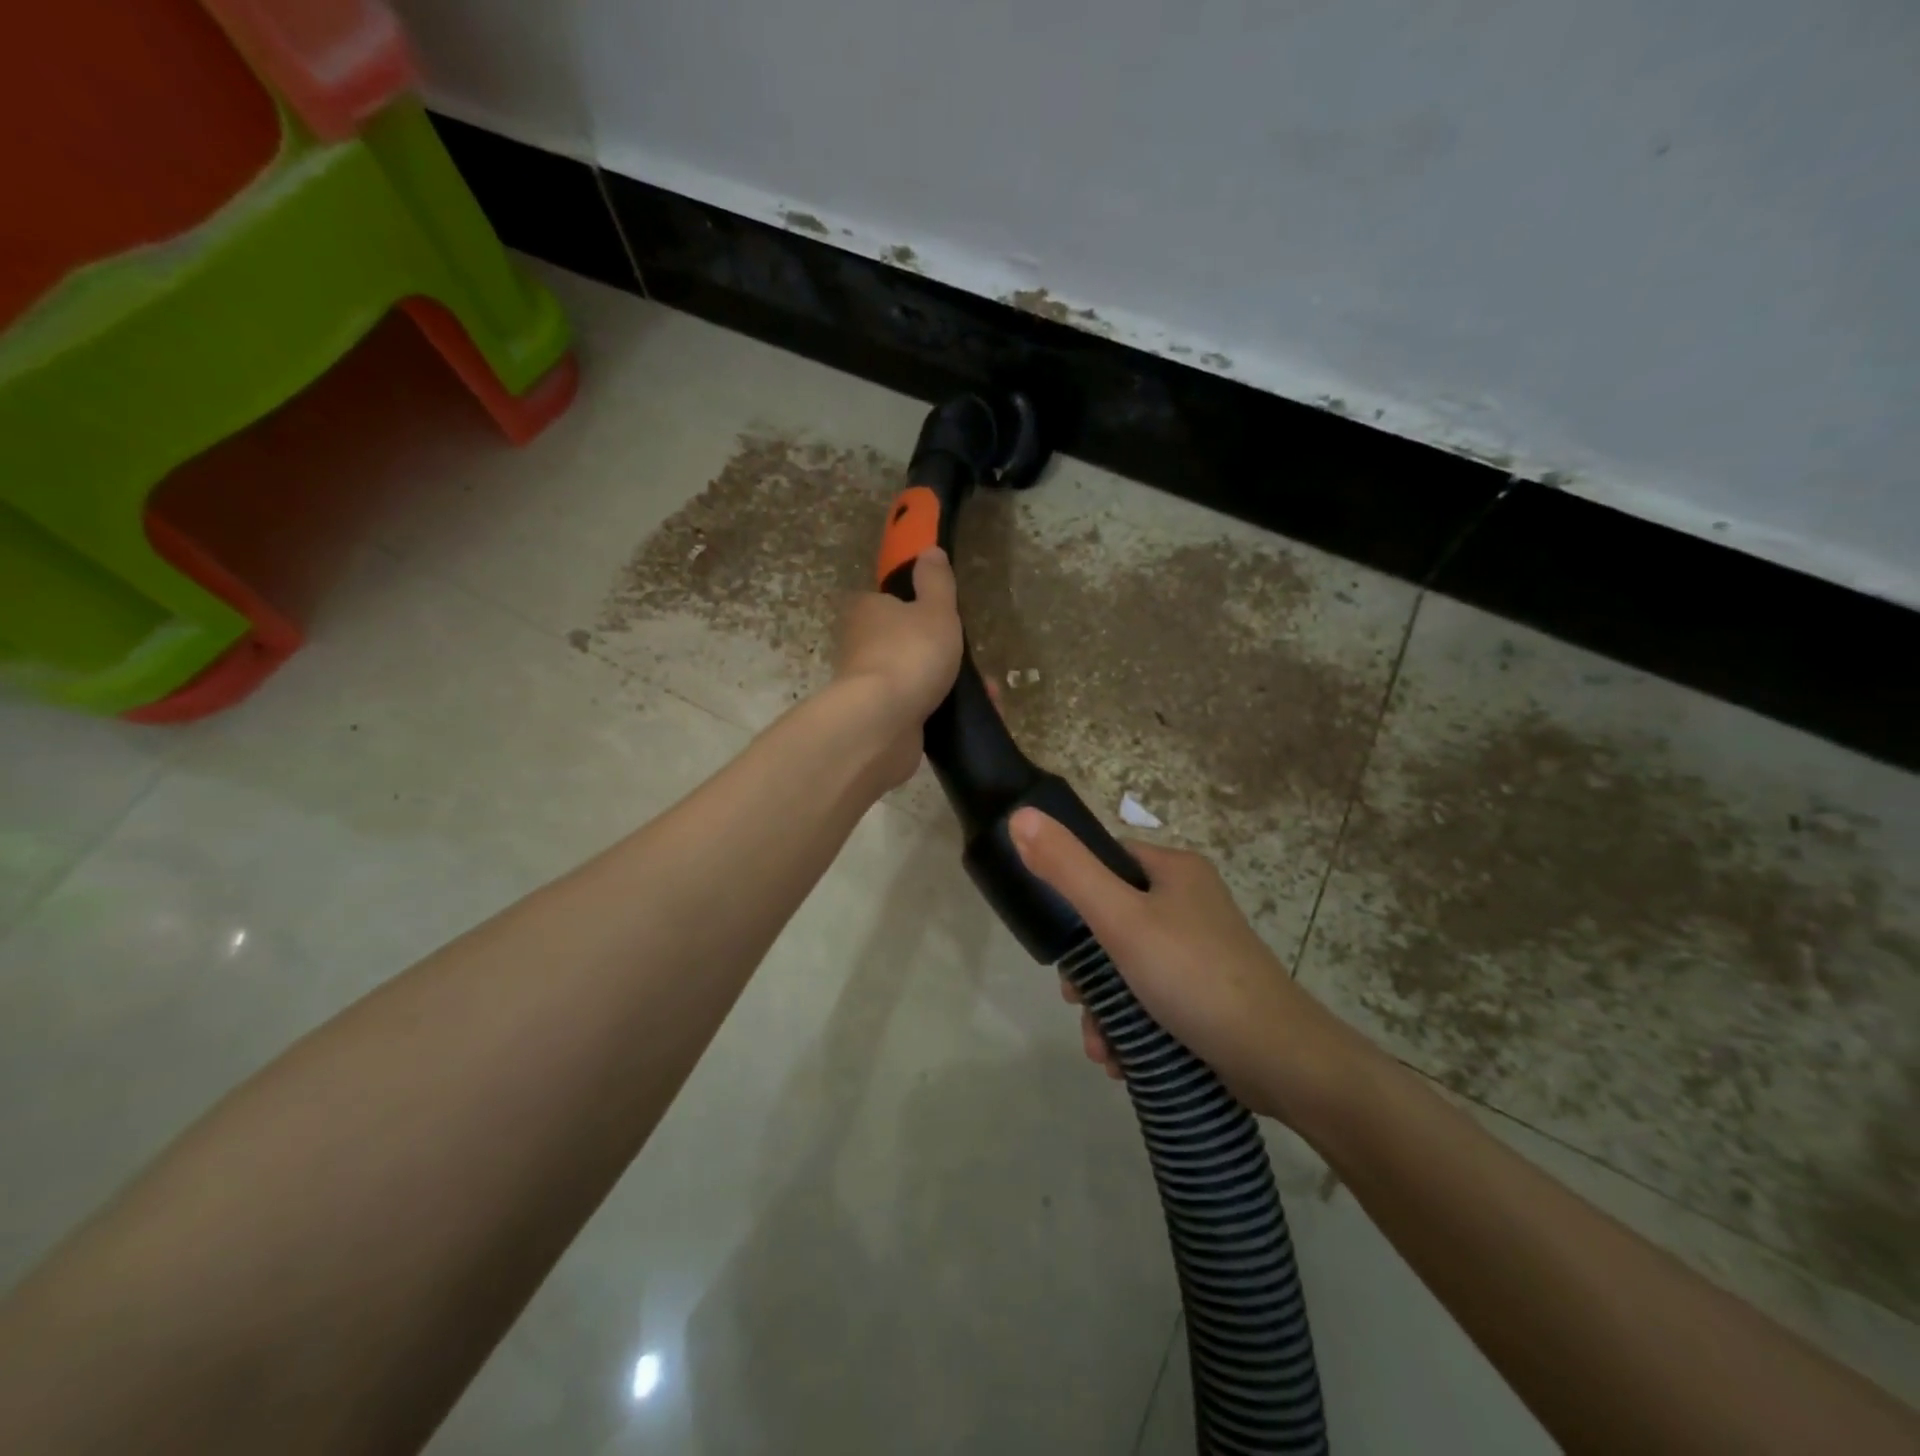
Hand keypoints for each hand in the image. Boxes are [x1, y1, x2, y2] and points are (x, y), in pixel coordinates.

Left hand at [832, 549, 963, 787]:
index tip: (947, 621)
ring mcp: (868, 685)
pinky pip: (918, 709)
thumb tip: (930, 550)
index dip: (918, 609)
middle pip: (906, 642)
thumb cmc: (910, 654)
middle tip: (976, 664)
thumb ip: (936, 582)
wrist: (881, 724)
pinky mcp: (879, 720)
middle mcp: (860, 645)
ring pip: (916, 678)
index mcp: (866, 611)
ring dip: (950, 686)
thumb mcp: (935, 610)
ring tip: (987, 694)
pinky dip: (943, 711)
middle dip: (944, 654)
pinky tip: (970, 716)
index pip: (890, 602)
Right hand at [1010, 809, 1370, 1124]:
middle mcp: (1188, 901)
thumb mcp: (1120, 919)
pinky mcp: (1206, 992)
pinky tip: (1122, 1059)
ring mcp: (1200, 949)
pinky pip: (1152, 996)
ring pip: (1128, 966)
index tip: (1059, 942)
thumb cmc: (1192, 975)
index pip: (1106, 862)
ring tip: (1101, 1048)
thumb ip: (1068, 870)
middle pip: (1112, 921)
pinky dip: (1131, 1025)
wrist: (1279, 1059)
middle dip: (1087, 972)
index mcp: (1174, 870)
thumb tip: (1020, 816)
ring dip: (1104, 1008)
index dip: (1073, 896)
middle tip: (1076, 1001)